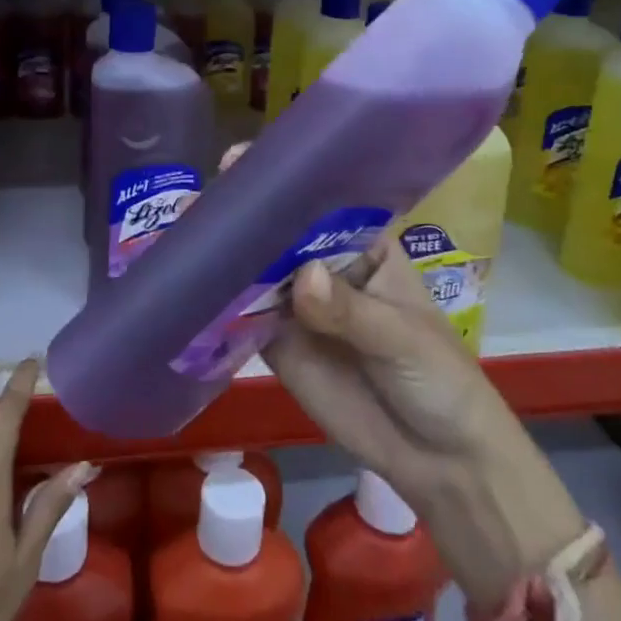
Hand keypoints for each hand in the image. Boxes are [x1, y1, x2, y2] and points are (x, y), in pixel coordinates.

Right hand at [218, 140, 582, 604]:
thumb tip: (303, 279)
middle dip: (242, 212)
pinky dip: (216, 303)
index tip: (244, 160)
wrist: (438, 461)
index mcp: (362, 244)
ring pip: (254, 269)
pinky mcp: (277, 343)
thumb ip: (351, 311)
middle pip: (278, 231)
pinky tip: (185, 284)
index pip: (321, 201)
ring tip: (181, 230)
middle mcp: (323, 264)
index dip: (284, 179)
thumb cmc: (438, 377)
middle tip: (199, 199)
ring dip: (221, 253)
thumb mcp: (403, 337)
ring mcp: (297, 304)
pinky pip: (242, 317)